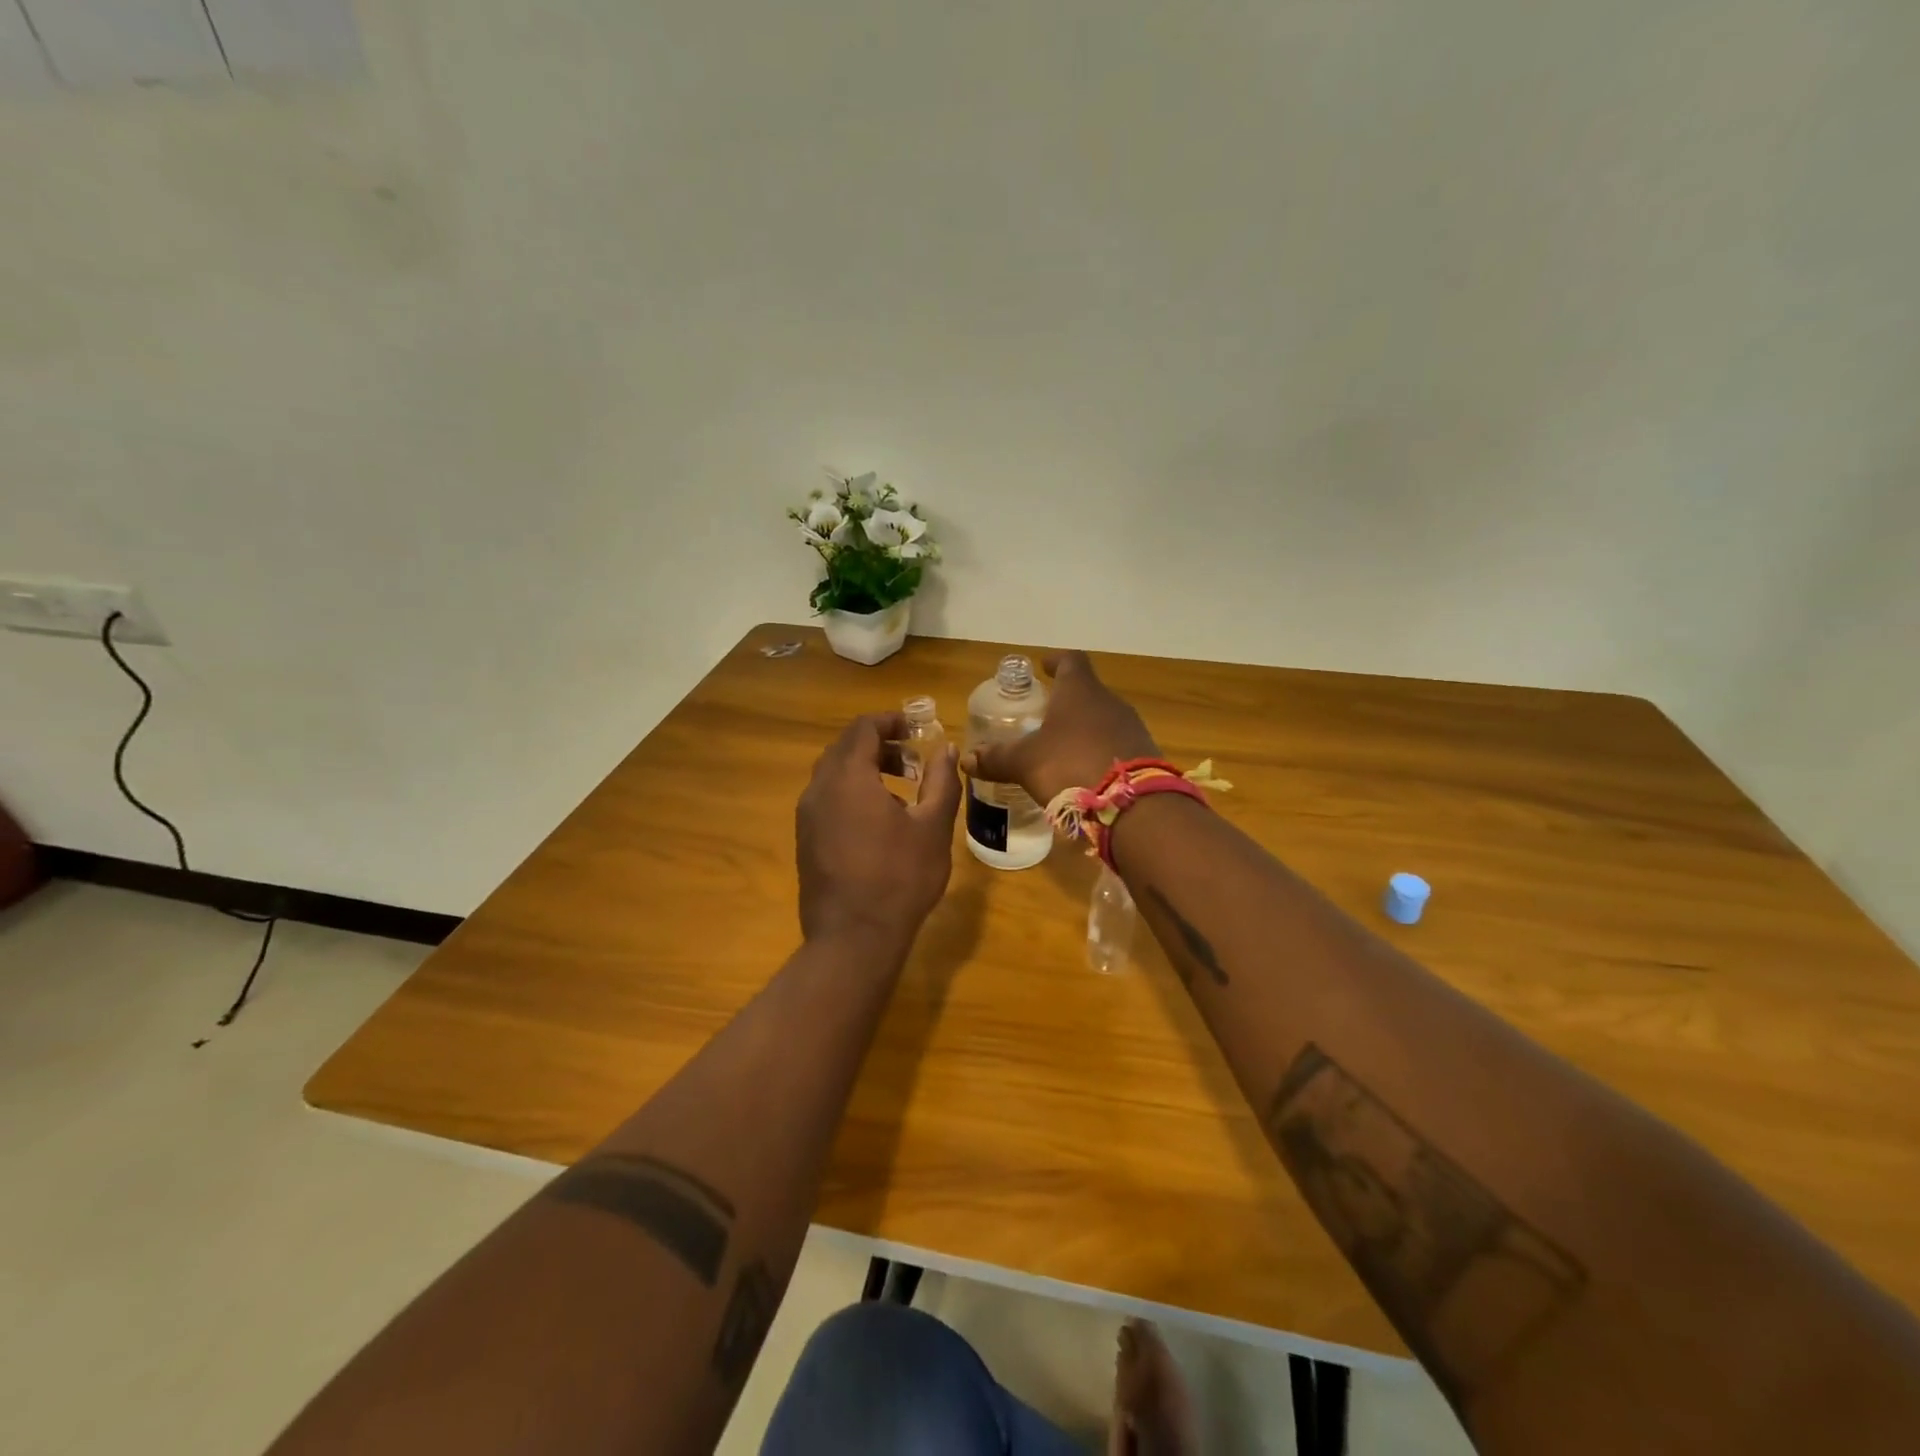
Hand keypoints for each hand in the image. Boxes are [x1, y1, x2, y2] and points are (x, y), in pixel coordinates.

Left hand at [797, 712, 962, 949]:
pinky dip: (852, 793)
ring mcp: (807, 816)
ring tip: (902, 791)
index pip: (863, 728)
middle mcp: (819, 789)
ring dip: (866, 770)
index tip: (917, 728)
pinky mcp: (805, 840)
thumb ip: (941, 781)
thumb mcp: (933, 827)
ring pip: (833, 774)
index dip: (891, 721)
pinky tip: (879, 822)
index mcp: (848, 777)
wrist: (853, 938)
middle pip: (845, 748)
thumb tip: (946, 749)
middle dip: (880, 746)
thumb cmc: (899, 878)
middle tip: (913, 761)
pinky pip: (827, 799)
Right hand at [960, 652, 1158, 805]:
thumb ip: (997, 759)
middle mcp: (1110, 702)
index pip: (1070, 661)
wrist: (1133, 805)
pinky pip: (1117, 746)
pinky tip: (1085, 773)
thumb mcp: (1026, 763)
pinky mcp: (1144, 755)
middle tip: (1045, 715)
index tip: (1044, 666)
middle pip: (1088, 692)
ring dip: (1084, 729)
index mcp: (1080, 691)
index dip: (1055, 661)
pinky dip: (1099, 752)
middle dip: (1067, 702)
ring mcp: (1132, 728)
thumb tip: (966, 760)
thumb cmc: (1071, 766)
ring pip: (1103, 719)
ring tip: (1062, 748)